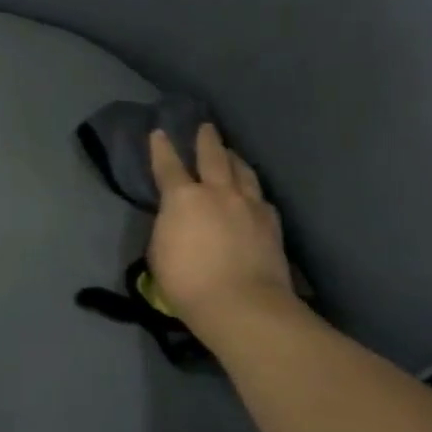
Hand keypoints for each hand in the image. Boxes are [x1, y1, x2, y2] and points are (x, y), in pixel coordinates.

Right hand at [147, 123, 293, 330]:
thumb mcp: (159, 251)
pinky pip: (261, 197)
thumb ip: (167, 227)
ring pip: (243, 171)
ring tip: (231, 153)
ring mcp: (249, 205)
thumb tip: (176, 220)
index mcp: (182, 197)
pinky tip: (253, 194)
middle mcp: (218, 192)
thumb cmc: (187, 281)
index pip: (168, 165)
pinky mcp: (272, 223)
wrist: (242, 304)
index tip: (159, 133)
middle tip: (206, 127)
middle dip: (206, 139)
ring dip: (234, 159)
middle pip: (213, 157)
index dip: (161, 148)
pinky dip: (253, 190)